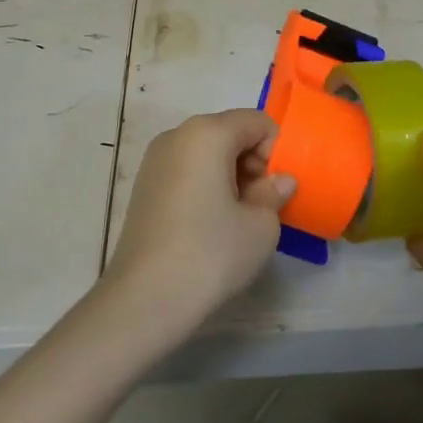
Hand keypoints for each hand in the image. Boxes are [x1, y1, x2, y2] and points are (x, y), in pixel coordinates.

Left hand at [103, 110, 296, 335]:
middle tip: (261, 207)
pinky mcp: (143, 187)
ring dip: (230, 177)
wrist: (145, 299)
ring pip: (207, 154)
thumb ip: (274, 193)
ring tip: (236, 220)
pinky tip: (209, 226)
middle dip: (253, 164)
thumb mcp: (261, 226)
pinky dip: (206, 187)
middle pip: (230, 134)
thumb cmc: (211, 253)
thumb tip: (278, 181)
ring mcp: (154, 161)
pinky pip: (187, 172)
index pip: (257, 122)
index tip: (276, 191)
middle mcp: (176, 135)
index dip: (276, 152)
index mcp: (207, 133)